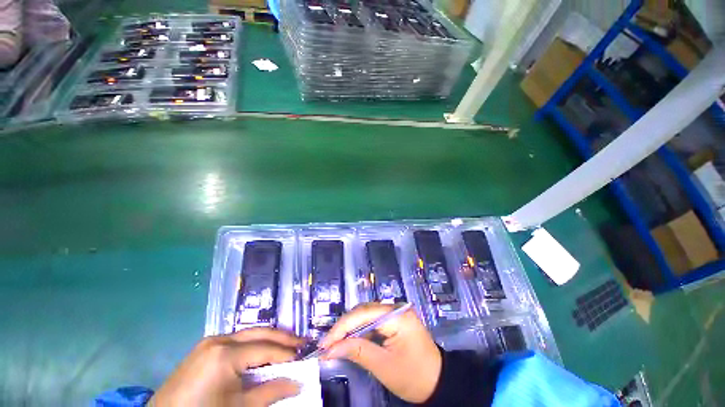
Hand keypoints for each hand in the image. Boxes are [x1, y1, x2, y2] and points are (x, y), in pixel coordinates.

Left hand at [150, 327, 304, 406]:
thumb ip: (271, 393)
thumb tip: (298, 384)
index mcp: (226, 353)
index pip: (266, 349)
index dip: (287, 353)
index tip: (305, 355)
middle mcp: (219, 339)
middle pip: (260, 333)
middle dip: (283, 337)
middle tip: (301, 342)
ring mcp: (210, 340)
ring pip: (249, 333)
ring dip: (269, 339)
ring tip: (287, 344)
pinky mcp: (205, 346)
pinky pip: (236, 339)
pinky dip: (253, 343)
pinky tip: (262, 350)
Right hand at [319, 303, 441, 402]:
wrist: (438, 382)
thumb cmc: (413, 377)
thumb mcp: (383, 366)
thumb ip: (357, 351)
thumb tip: (330, 348)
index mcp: (397, 315)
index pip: (363, 314)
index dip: (342, 327)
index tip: (325, 343)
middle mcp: (396, 307)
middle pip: (364, 311)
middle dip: (344, 327)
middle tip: (327, 344)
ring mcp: (396, 312)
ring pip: (366, 315)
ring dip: (351, 329)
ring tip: (335, 344)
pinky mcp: (395, 319)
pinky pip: (373, 321)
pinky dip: (361, 331)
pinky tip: (351, 341)